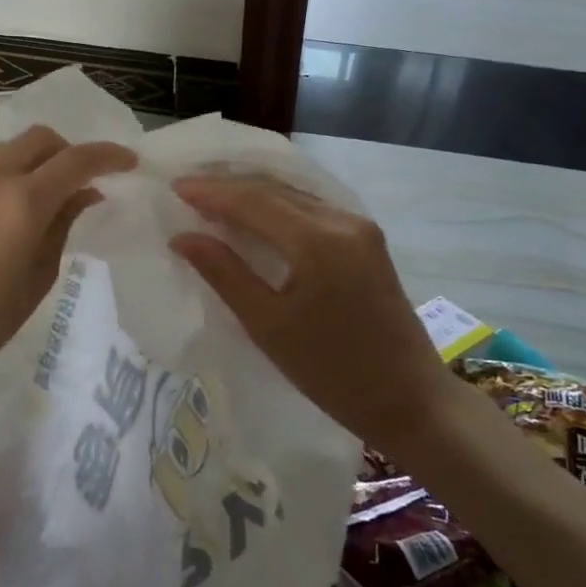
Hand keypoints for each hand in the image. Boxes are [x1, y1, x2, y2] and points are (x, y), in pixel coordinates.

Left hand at [0, 125, 136, 393]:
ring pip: (1, 151)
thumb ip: (63, 223)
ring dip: (25, 165)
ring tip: (24, 202)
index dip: (108, 155)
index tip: (126, 162)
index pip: (77, 160)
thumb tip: (84, 193)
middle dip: (66, 151)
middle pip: (38, 138)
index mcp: (23, 202)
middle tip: (73, 180)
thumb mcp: (39, 275)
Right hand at [170, 175, 450, 455]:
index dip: (211, 192)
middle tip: (187, 187)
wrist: (411, 400)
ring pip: (294, 195)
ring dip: (253, 193)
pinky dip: (278, 206)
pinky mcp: (367, 239)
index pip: (253, 201)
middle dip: (228, 186)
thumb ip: (224, 273)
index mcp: (317, 240)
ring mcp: (359, 226)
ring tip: (212, 196)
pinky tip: (256, 213)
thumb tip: (183, 237)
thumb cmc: (332, 373)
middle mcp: (342, 220)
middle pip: (274, 190)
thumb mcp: (268, 326)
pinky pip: (312, 208)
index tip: (174, 187)